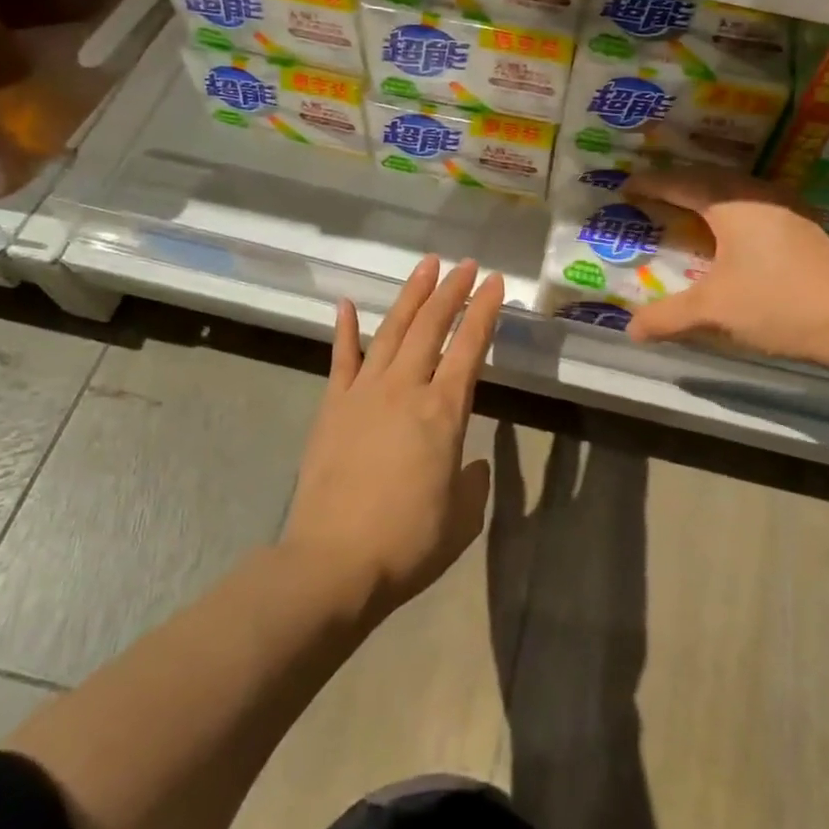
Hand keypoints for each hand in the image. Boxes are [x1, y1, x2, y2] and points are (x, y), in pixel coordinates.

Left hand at [281, 256, 505, 621]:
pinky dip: (345, 329)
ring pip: (393, 331)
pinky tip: (347, 304)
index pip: (470, 347)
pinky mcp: (333, 407)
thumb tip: (469, 465)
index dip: (485, 311)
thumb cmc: (408, 543)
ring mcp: (364, 393)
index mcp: (444, 412)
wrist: (333, 563)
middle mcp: (406, 389)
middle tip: (466, 264)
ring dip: (411, 296)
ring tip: (425, 266)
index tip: (496, 283)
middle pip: (432, 327)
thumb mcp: (462, 518)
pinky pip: (341, 359)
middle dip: (452, 291)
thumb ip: (472, 482)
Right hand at [623, 167, 828, 369]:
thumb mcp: (714, 311)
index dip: (651, 185)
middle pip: (709, 179)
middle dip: (677, 184)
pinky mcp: (805, 229)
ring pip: (736, 191)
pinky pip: (754, 206)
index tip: (625, 187)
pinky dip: (730, 211)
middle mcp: (759, 196)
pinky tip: (731, 233)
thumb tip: (631, 330)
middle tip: (652, 194)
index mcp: (733, 203)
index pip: (682, 184)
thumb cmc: (778, 304)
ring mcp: (787, 210)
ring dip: (707, 196)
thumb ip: (668, 317)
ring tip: (686, 207)